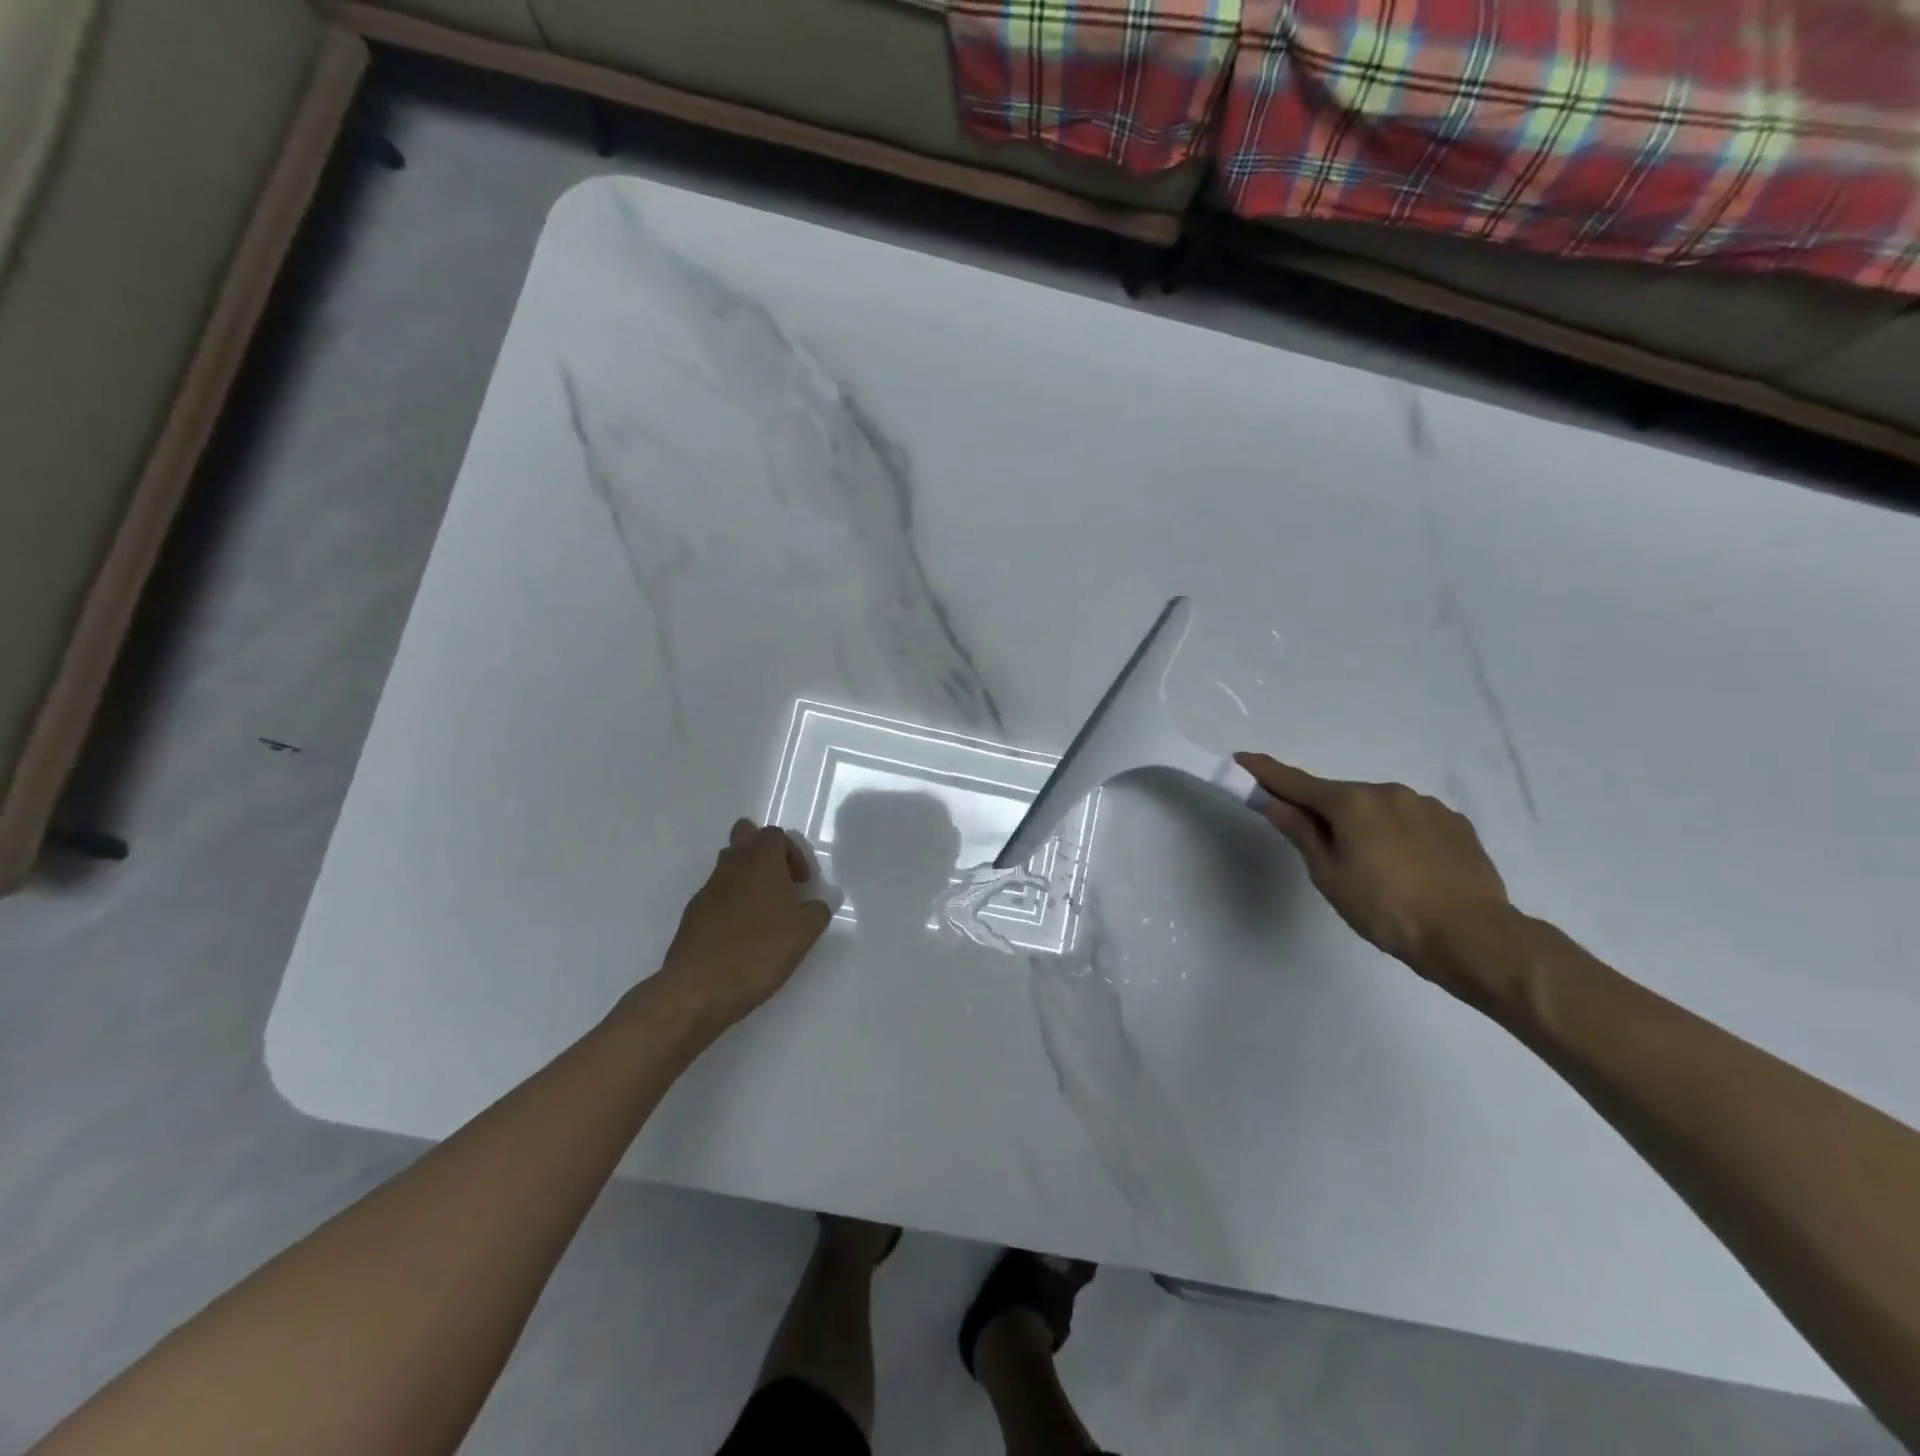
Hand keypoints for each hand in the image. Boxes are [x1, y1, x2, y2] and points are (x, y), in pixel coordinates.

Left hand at [653, 820, 833, 1031]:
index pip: (775, 834)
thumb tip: (818, 904)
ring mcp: (707, 891)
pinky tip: (741, 936)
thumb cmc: (759, 950)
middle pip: (743, 837)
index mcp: (760, 862)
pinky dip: (730, 905)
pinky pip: (715, 897)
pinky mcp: (692, 916)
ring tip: (764, 912)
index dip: (793, 853)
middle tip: (779, 882)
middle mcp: (731, 867)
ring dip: (746, 878)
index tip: (802, 884)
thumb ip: (818, 911)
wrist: (699, 988)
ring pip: (727, 866)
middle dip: (763, 851)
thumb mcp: (805, 932)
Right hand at [1236, 752, 1514, 980]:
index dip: (1265, 772)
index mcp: (1352, 802)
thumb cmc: (1386, 909)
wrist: (1472, 936)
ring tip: (1372, 869)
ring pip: (1377, 809)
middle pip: (1339, 796)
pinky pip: (1410, 821)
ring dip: (1363, 825)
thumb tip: (1273, 802)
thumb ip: (1301, 832)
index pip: (1296, 782)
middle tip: (1319, 850)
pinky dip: (1396, 834)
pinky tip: (1406, 868)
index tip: (1241, 759)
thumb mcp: (1329, 875)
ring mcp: (1426, 805)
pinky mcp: (1455, 824)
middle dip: (1322, 812)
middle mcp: (1388, 792)